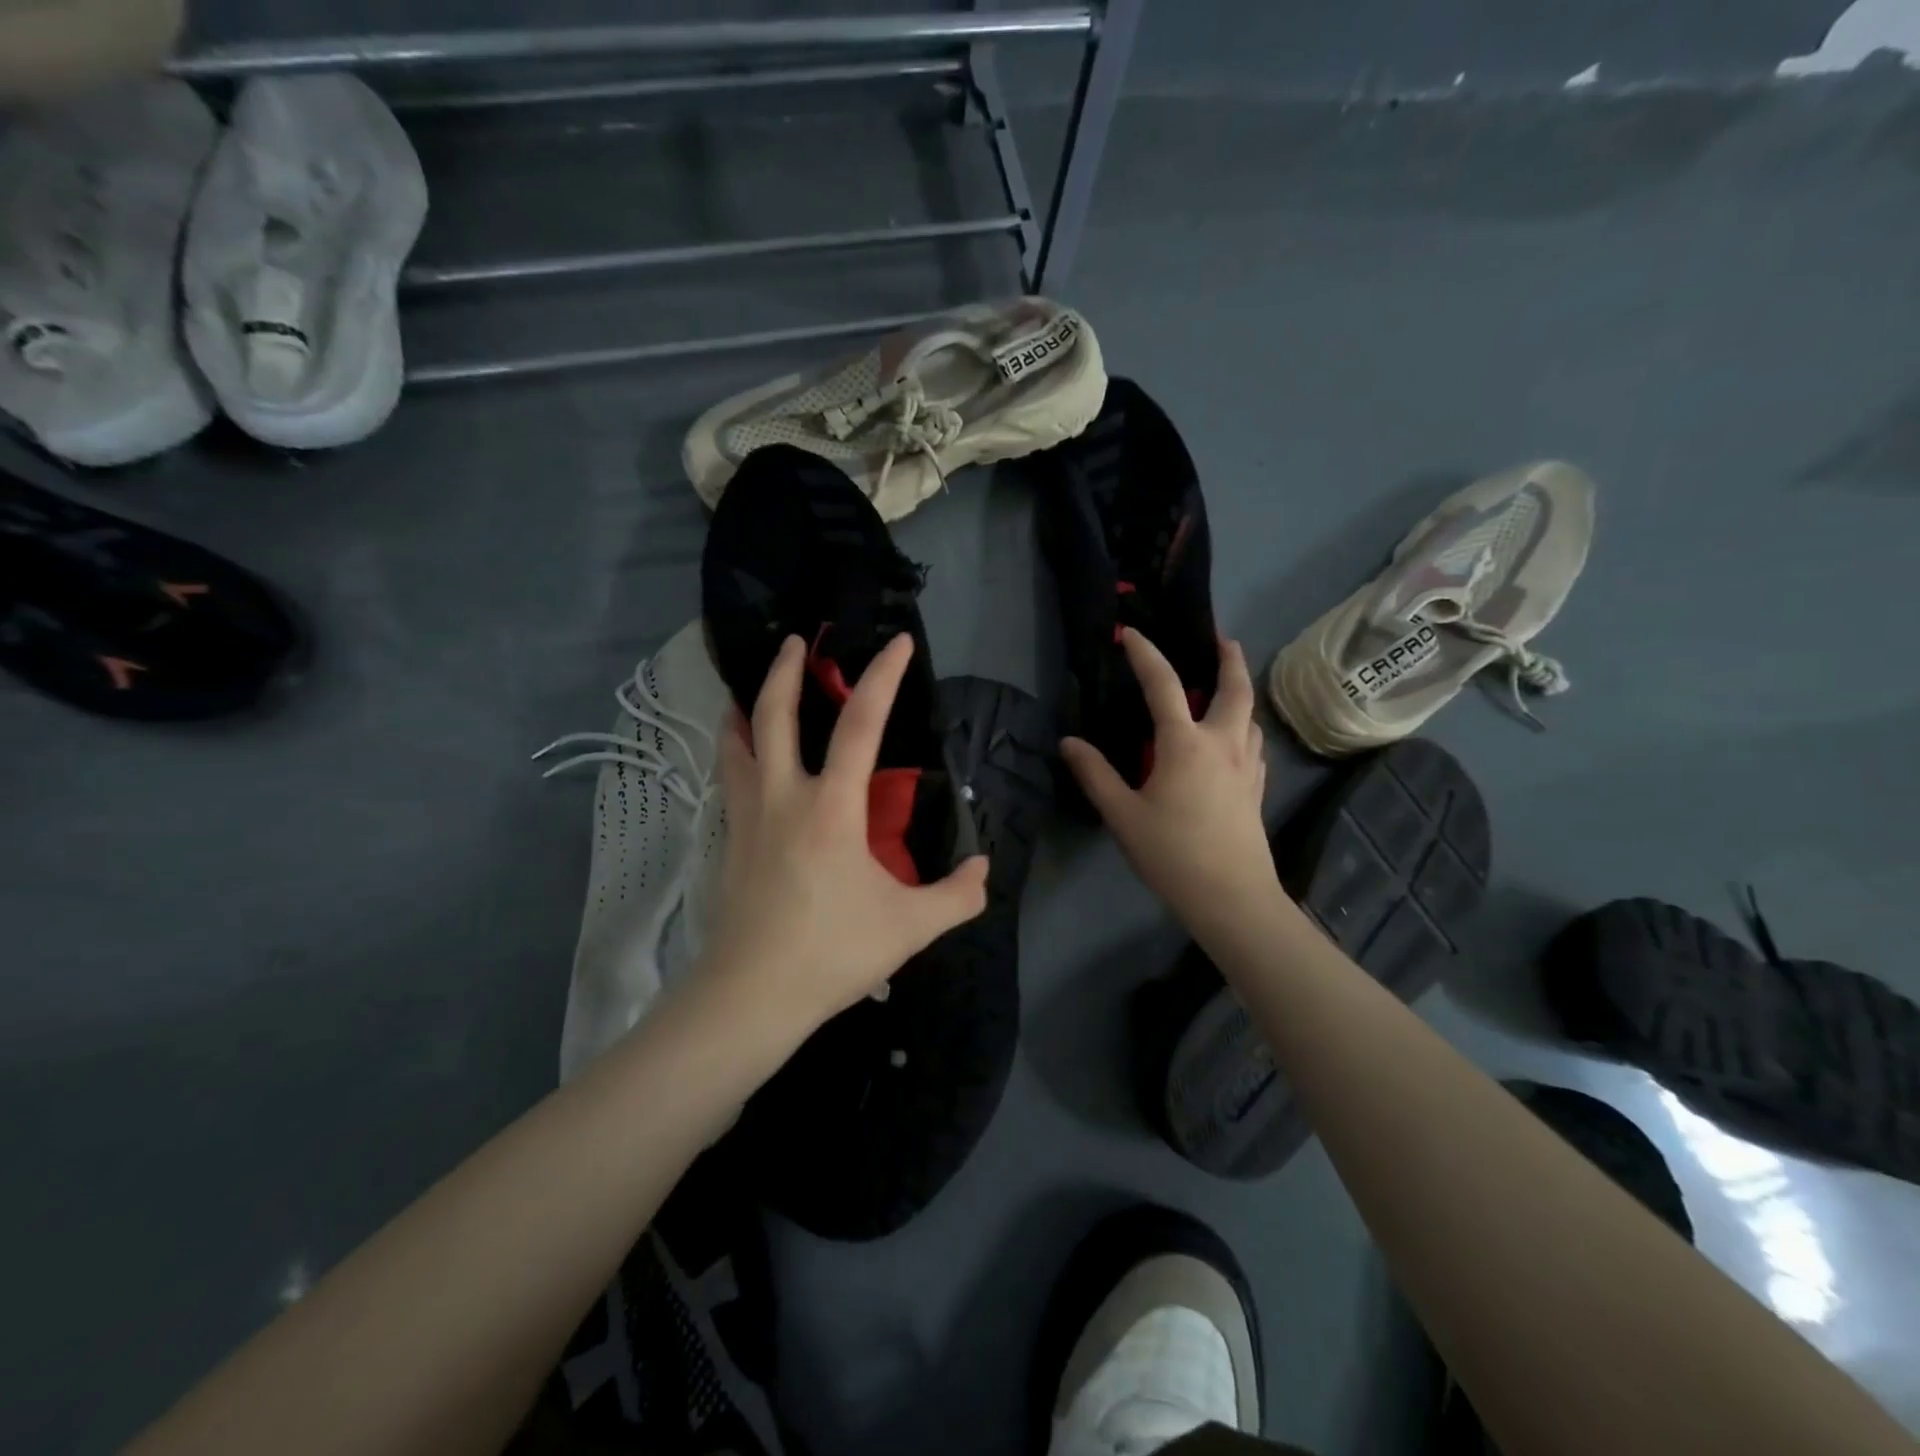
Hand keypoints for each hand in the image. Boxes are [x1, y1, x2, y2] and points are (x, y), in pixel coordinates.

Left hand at [701, 632, 989, 1037]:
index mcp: (831, 807)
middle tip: (797, 640)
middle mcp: (783, 797)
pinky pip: (730, 779)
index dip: (883, 677)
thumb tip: (983, 870)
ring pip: (738, 743)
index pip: (860, 725)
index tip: (898, 642)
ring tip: (754, 689)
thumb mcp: (910, 928)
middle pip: (774, 714)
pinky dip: (736, 752)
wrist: (751, 995)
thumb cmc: (832, 953)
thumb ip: (956, 896)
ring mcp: (747, 816)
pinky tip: (745, 759)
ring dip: (748, 706)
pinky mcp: (728, 840)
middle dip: (785, 669)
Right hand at [1062, 629, 1281, 940]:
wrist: (1231, 897)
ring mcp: (1246, 765)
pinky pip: (1253, 743)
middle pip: (1235, 688)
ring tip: (1226, 689)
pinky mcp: (1256, 787)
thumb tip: (1069, 743)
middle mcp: (1222, 743)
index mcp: (1185, 743)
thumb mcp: (1122, 815)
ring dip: (1240, 693)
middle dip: (1230, 659)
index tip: (1131, 634)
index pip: (1163, 684)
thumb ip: (1095, 774)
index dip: (1145, 653)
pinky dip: (1244, 726)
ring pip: (1250, 715)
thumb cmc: (1172, 854)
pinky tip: (1234, 741)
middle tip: (1223, 640)